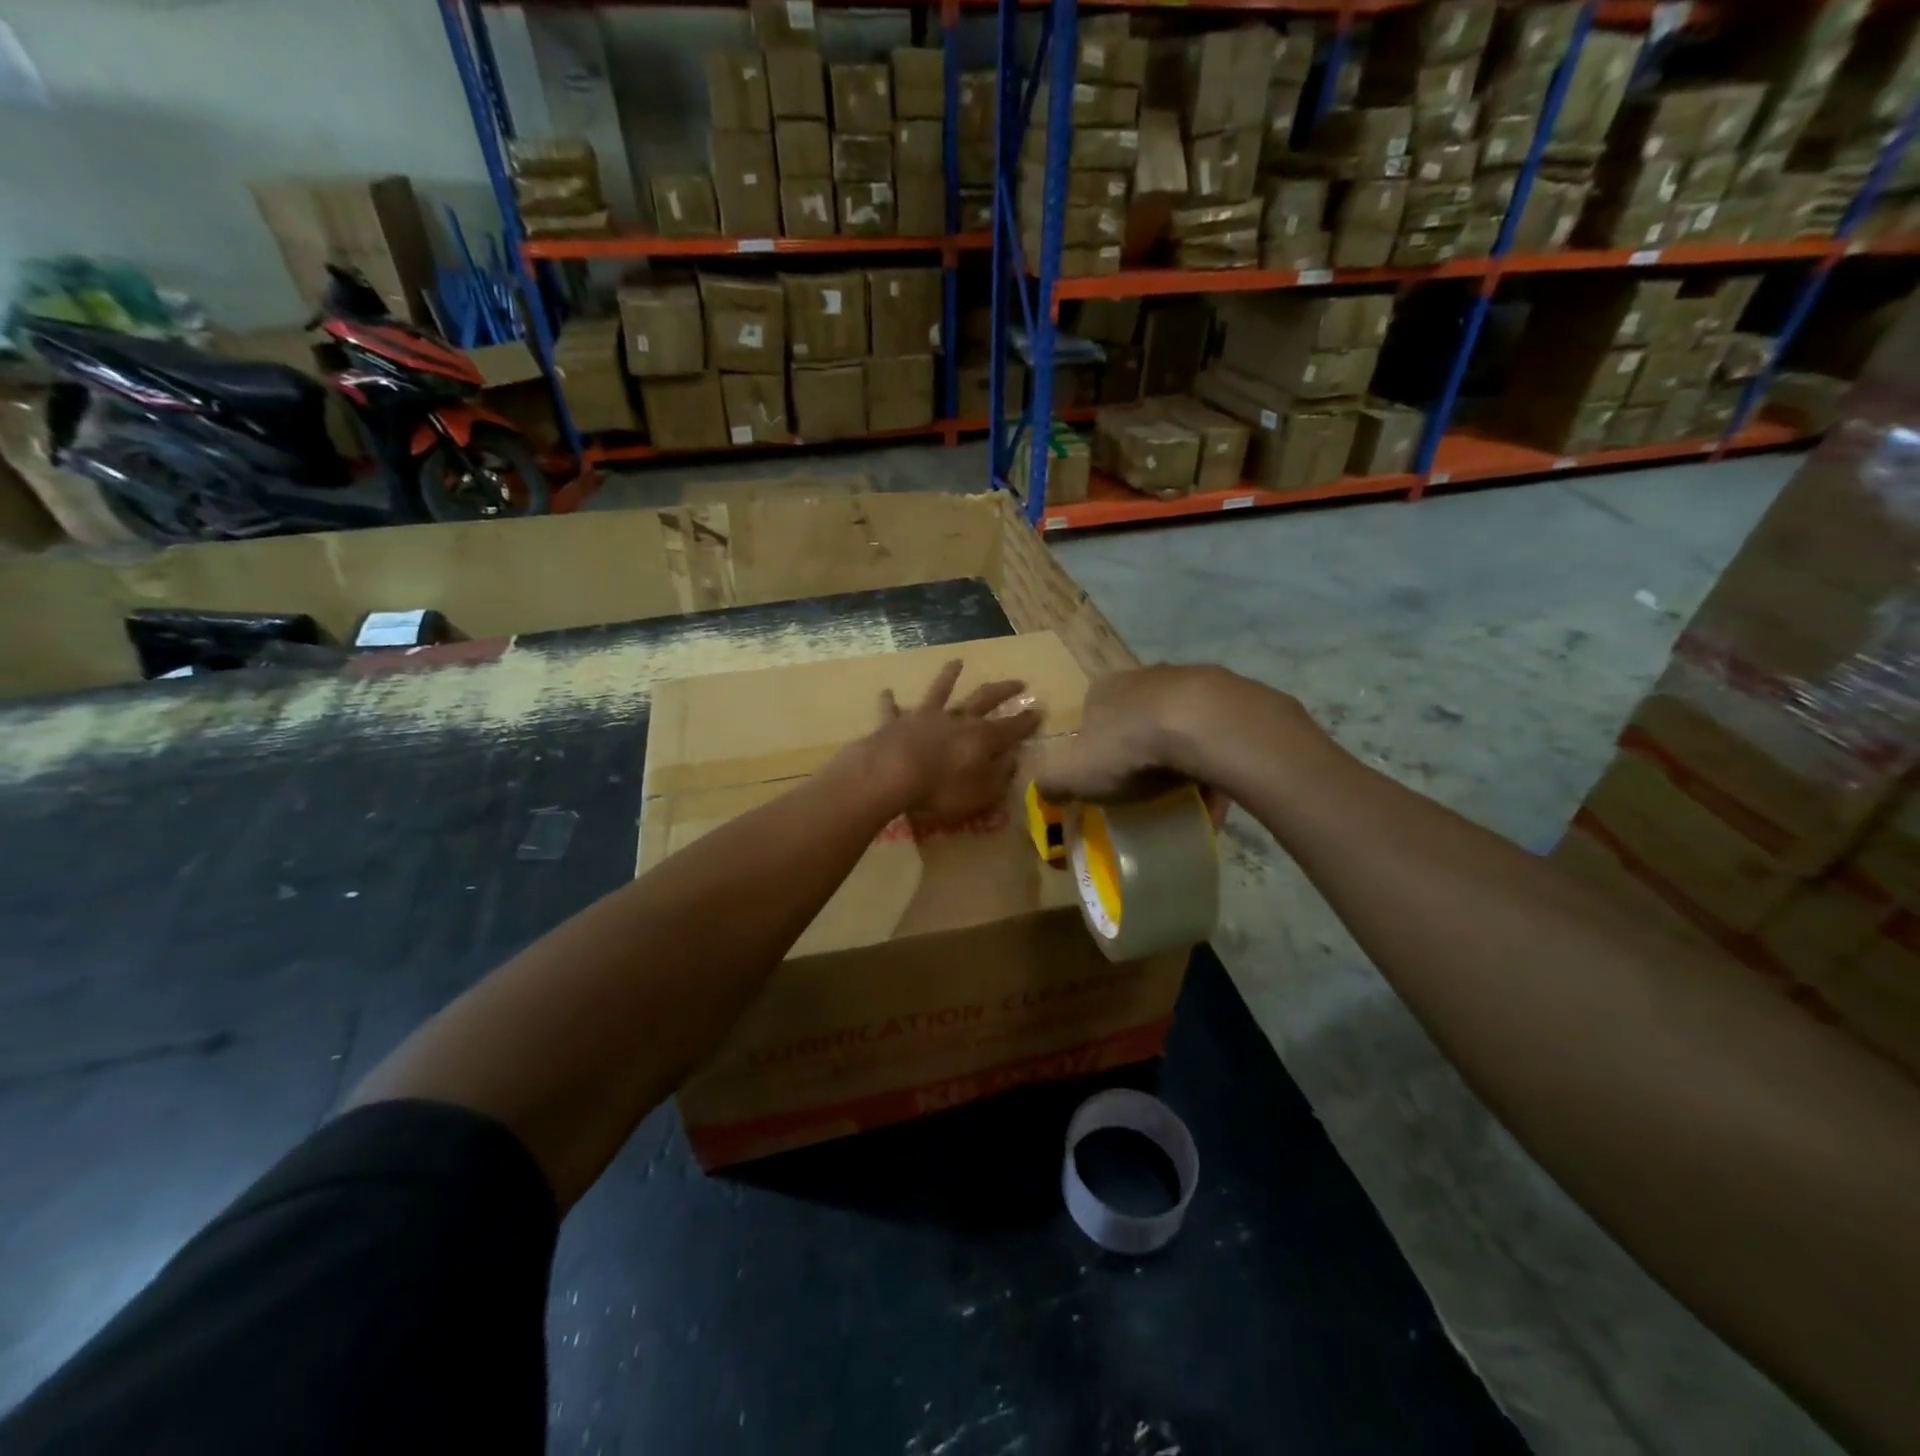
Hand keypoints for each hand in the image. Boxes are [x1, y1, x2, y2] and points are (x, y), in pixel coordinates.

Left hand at [866, 660, 1043, 825]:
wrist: (892, 772)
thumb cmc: (942, 788)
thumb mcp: (982, 791)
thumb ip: (1000, 775)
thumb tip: (1013, 759)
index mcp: (982, 738)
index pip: (1012, 727)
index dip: (1027, 721)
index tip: (1041, 710)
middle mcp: (957, 720)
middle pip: (984, 699)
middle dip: (1003, 690)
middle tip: (1019, 682)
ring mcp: (925, 717)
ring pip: (940, 691)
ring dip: (948, 676)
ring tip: (956, 662)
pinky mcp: (895, 723)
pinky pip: (892, 709)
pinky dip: (890, 701)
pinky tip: (887, 691)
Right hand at [1035, 664, 1314, 802]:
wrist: (1204, 725)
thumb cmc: (1129, 748)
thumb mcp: (1073, 774)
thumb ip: (1051, 783)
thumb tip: (1043, 791)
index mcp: (1103, 691)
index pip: (1091, 718)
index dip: (1095, 751)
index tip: (1105, 781)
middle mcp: (1144, 677)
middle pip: (1136, 718)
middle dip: (1139, 750)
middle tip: (1144, 788)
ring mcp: (1189, 681)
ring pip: (1178, 724)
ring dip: (1179, 754)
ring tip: (1185, 792)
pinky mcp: (1228, 695)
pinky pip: (1215, 734)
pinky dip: (1212, 759)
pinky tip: (1216, 788)